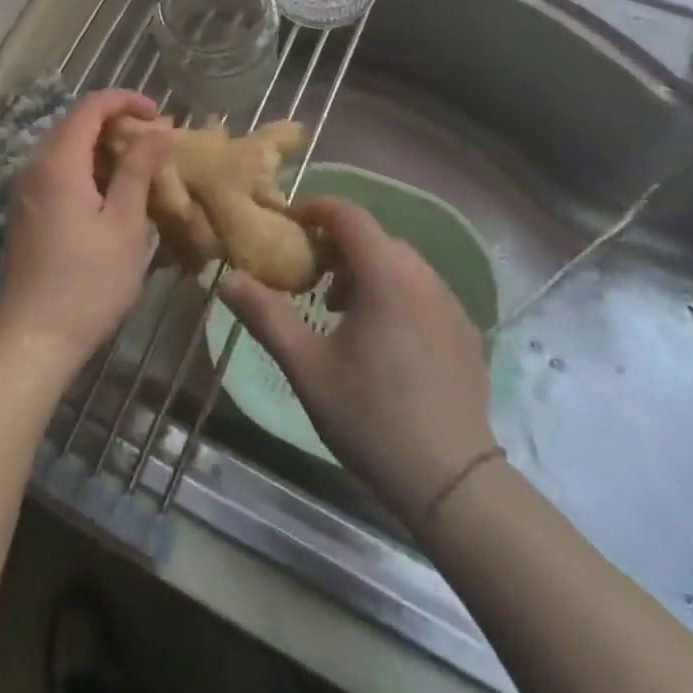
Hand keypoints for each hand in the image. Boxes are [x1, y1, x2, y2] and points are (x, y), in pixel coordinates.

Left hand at [0, 89, 170, 376]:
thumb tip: (157, 131)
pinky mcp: (26, 212)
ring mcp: (26, 191)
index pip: (90, 106)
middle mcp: (34, 167)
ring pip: (67, 149)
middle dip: (118, 124)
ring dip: (104, 149)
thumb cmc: (87, 283)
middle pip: (76, 124)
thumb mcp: (124, 225)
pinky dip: (88, 170)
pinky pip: (58, 173)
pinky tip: (114, 197)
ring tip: (142, 170)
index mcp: (58, 163)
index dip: (126, 100)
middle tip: (156, 144)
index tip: (160, 114)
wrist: (31, 341)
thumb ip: (138, 171)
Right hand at [220, 196, 494, 531]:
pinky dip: (394, 292)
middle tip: (309, 277)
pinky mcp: (465, 331)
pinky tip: (381, 339)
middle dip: (337, 245)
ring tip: (340, 312)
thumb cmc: (371, 416)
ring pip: (400, 264)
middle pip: (375, 238)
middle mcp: (424, 277)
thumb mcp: (307, 366)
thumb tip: (227, 278)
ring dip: (365, 270)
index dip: (315, 210)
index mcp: (386, 275)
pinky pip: (422, 290)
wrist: (452, 482)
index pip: (349, 215)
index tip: (289, 225)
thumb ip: (266, 315)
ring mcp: (451, 304)